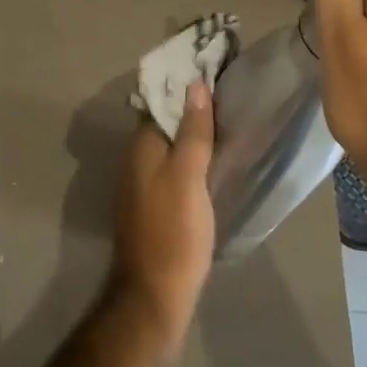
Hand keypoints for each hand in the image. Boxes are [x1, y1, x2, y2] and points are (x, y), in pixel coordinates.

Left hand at [111, 81, 215, 344]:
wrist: (155, 294)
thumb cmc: (174, 232)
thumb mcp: (187, 178)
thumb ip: (192, 133)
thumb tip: (196, 86)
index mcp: (141, 147)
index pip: (163, 102)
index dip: (187, 87)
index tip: (217, 72)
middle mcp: (136, 159)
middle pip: (166, 123)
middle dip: (192, 107)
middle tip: (230, 93)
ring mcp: (143, 183)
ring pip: (170, 145)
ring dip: (193, 132)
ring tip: (229, 119)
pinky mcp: (155, 204)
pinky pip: (173, 166)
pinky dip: (192, 156)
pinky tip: (214, 159)